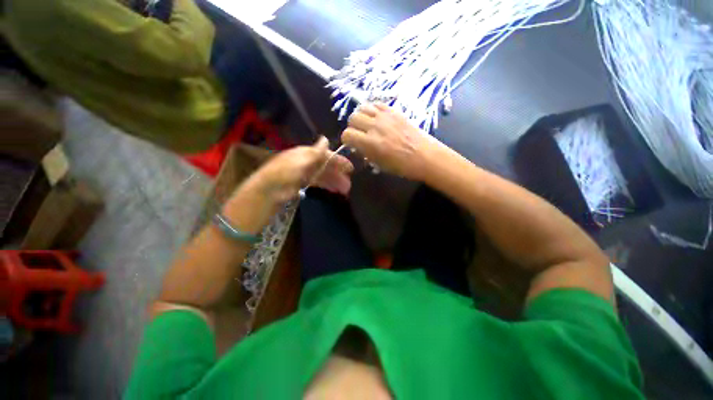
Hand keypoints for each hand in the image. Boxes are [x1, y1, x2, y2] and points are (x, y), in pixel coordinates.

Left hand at [244, 136, 352, 205]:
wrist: (266, 192)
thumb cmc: (284, 175)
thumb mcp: (301, 162)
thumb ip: (315, 152)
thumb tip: (326, 139)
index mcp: (305, 154)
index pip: (325, 155)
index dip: (338, 161)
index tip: (350, 169)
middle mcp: (305, 162)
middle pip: (325, 166)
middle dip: (338, 175)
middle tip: (348, 185)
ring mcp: (302, 174)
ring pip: (322, 176)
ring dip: (334, 182)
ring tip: (343, 190)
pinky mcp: (300, 184)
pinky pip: (317, 183)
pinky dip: (326, 186)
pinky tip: (332, 190)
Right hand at [341, 103, 437, 180]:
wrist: (425, 156)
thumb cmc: (402, 166)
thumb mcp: (379, 164)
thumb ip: (366, 153)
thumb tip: (359, 146)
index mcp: (370, 143)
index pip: (347, 134)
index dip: (347, 140)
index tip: (352, 144)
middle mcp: (375, 127)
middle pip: (352, 118)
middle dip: (352, 127)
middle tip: (359, 134)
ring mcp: (385, 116)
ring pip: (363, 108)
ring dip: (361, 116)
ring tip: (367, 124)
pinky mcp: (394, 111)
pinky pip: (377, 104)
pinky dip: (372, 110)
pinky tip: (376, 118)